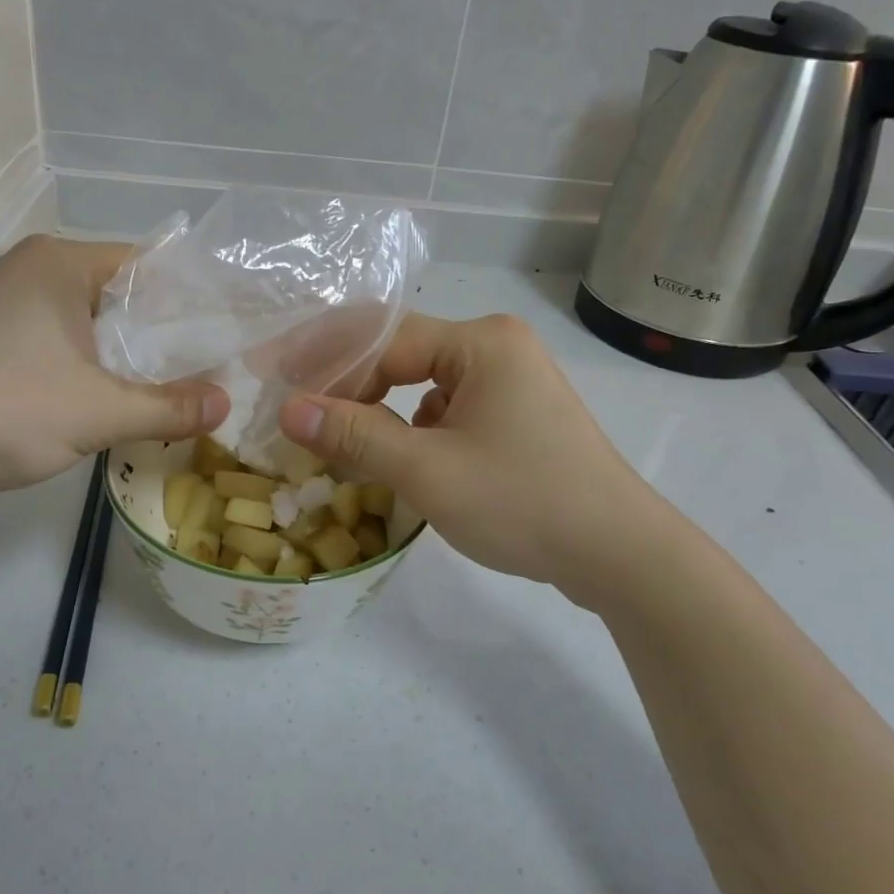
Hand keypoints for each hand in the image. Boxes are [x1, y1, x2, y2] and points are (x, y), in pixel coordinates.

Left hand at [0, 236, 227, 512]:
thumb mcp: (98, 411)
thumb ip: (169, 407)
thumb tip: (226, 405)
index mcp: (60, 263)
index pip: (149, 265)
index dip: (193, 300)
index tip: (228, 334)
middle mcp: (30, 272)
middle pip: (120, 296)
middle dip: (163, 336)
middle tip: (210, 371)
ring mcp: (0, 306)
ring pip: (87, 326)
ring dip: (125, 359)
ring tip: (170, 392)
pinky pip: (56, 346)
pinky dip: (87, 370)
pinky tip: (106, 404)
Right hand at [278, 313, 657, 590]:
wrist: (619, 553)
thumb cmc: (523, 502)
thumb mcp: (428, 471)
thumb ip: (355, 435)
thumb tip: (288, 409)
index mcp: (480, 342)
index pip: (383, 340)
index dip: (324, 362)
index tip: (274, 383)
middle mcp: (496, 348)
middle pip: (401, 356)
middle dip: (347, 385)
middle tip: (297, 413)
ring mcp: (510, 382)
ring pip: (421, 386)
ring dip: (378, 411)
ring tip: (337, 441)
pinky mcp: (515, 416)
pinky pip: (447, 410)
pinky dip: (411, 430)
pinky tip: (395, 459)